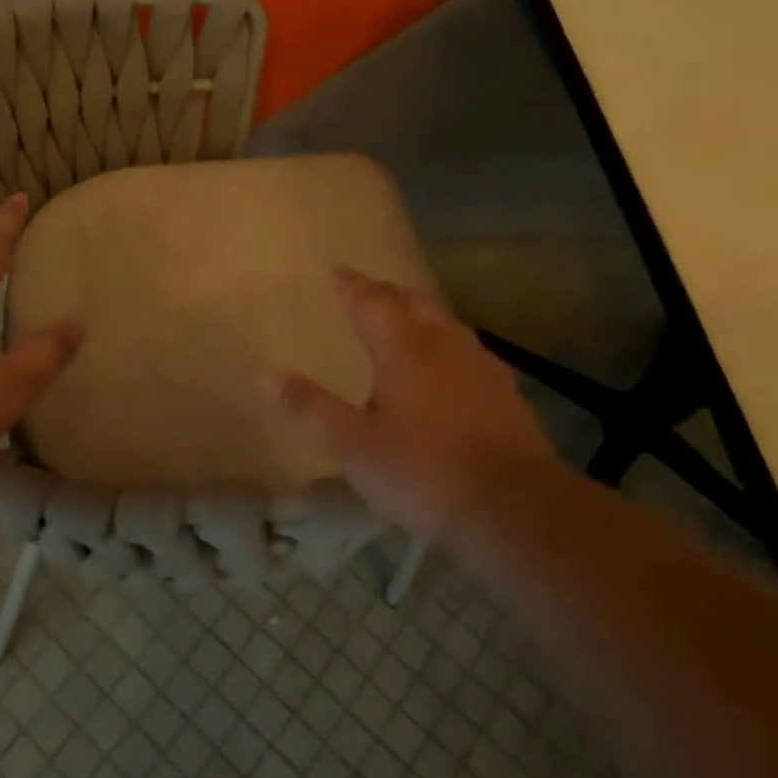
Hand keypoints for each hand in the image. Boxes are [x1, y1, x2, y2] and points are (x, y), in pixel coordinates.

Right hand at [266, 267, 561, 538]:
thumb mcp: (353, 445)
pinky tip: (449, 370)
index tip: (338, 271)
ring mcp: (481, 367)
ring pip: (446, 325)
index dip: (353, 285)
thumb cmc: (422, 471)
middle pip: (414, 304)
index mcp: (404, 350)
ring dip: (421, 316)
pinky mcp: (506, 393)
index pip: (373, 303)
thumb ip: (309, 408)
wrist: (513, 506)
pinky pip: (468, 353)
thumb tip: (264, 375)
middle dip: (388, 294)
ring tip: (406, 323)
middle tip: (370, 293)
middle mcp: (444, 346)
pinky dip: (447, 347)